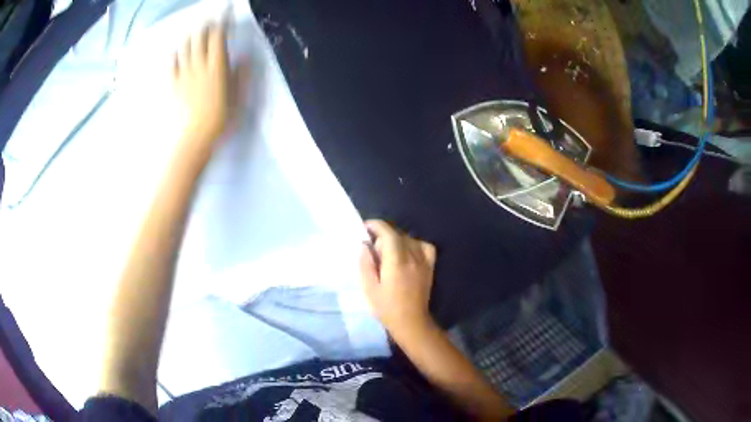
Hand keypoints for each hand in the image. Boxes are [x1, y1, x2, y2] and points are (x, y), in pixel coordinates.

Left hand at [173, 23, 230, 151]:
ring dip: (192, 36)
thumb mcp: (238, 100)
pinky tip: (178, 52)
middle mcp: (199, 66)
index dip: (222, 24)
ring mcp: (183, 74)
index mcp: (217, 68)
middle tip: (211, 22)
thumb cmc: (219, 123)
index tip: (225, 18)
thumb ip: (241, 76)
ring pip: (185, 46)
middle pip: (200, 37)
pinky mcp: (172, 84)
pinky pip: (171, 62)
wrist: (193, 141)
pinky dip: (176, 53)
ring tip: (196, 33)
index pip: (218, 38)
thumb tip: (244, 58)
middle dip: (206, 25)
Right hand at [359, 220, 437, 343]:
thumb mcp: (369, 288)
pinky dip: (414, 244)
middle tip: (373, 248)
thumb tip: (365, 245)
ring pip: (410, 238)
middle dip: (383, 235)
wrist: (411, 322)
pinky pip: (424, 245)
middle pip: (398, 234)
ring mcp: (424, 260)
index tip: (365, 228)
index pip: (388, 233)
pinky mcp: (430, 265)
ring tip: (388, 252)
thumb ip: (365, 263)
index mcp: (396, 261)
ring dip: (396, 239)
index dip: (376, 225)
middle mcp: (413, 256)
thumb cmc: (386, 307)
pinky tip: (407, 253)